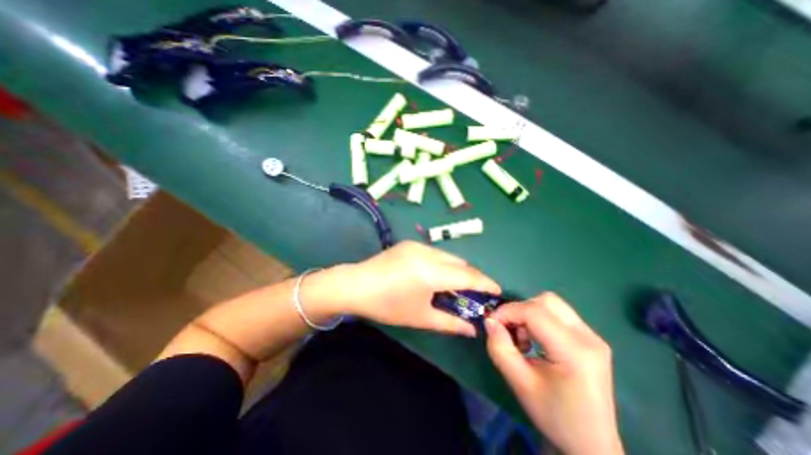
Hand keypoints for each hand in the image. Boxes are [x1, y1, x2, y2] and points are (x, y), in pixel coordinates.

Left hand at [319, 240, 496, 335]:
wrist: (355, 284)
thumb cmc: (387, 305)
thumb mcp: (420, 317)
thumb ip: (450, 323)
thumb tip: (473, 330)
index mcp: (431, 272)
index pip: (468, 276)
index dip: (486, 283)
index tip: (497, 292)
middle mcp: (428, 252)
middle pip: (461, 263)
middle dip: (472, 277)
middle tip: (476, 293)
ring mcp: (418, 245)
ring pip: (449, 256)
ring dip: (458, 269)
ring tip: (457, 286)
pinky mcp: (410, 243)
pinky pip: (436, 252)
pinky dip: (444, 263)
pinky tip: (437, 275)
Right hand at [484, 294, 621, 453]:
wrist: (592, 445)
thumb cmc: (554, 416)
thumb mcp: (519, 384)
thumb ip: (500, 348)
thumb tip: (489, 321)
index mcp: (574, 352)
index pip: (534, 312)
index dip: (508, 311)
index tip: (491, 323)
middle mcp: (588, 337)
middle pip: (546, 301)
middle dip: (519, 310)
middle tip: (508, 330)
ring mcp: (593, 336)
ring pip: (552, 304)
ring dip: (529, 313)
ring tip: (522, 338)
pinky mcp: (590, 338)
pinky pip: (558, 314)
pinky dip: (539, 319)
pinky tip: (535, 340)